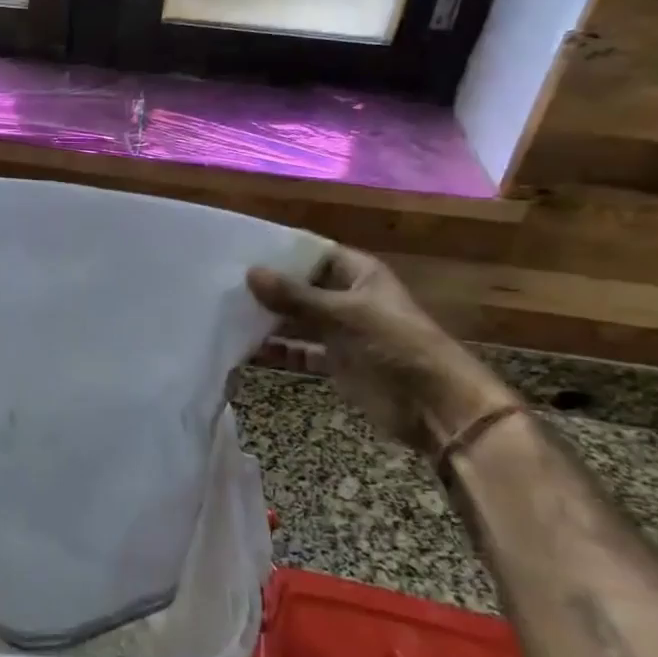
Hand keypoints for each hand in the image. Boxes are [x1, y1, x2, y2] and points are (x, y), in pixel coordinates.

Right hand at [248, 248, 514, 452]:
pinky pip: (301, 351)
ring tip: (227, 313)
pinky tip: (247, 349)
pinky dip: (279, 351)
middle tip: (224, 283)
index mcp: (359, 274)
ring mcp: (342, 331)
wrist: (433, 406)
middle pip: (302, 287)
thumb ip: (295, 296)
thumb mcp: (343, 315)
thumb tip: (250, 272)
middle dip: (270, 288)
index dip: (282, 252)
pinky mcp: (337, 362)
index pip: (314, 253)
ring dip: (270, 320)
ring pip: (298, 319)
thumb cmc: (394, 346)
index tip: (242, 251)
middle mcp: (348, 298)